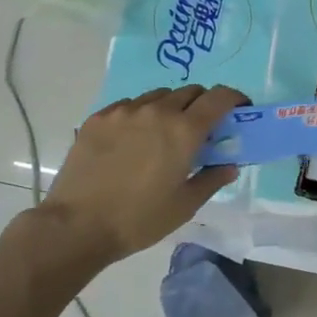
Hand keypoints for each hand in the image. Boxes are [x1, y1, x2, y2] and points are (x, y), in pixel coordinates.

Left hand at [35, 84, 246, 266]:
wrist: (77, 225)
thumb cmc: (139, 219)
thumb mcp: (184, 205)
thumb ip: (212, 179)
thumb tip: (229, 165)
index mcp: (184, 131)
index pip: (219, 97)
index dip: (234, 98)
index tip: (239, 109)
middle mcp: (157, 111)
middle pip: (190, 91)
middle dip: (202, 104)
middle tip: (201, 128)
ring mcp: (124, 111)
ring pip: (158, 96)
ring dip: (170, 107)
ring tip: (163, 133)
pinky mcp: (99, 118)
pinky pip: (129, 105)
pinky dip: (141, 114)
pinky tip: (133, 139)